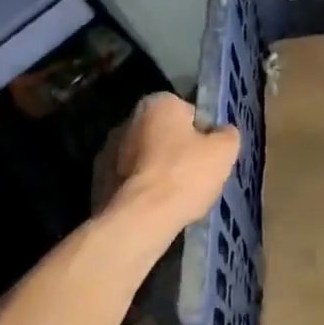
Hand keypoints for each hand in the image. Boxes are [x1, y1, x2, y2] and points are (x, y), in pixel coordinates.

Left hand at [93, 94, 239, 240]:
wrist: (137, 221)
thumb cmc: (184, 176)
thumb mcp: (223, 152)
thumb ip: (227, 135)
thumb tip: (223, 132)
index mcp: (157, 103)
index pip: (188, 112)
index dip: (202, 133)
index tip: (208, 155)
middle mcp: (128, 120)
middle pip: (164, 133)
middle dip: (177, 150)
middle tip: (195, 176)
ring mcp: (107, 151)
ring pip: (144, 158)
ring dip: (156, 170)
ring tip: (175, 197)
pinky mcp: (96, 181)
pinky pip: (129, 181)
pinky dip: (140, 189)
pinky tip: (154, 208)